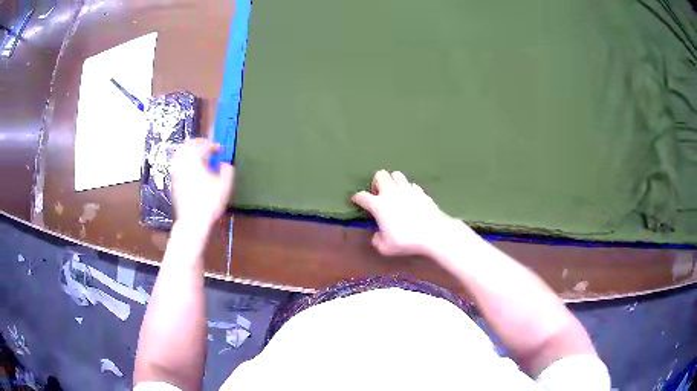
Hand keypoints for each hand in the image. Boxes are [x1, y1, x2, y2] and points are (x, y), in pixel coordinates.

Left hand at [171, 138, 233, 228]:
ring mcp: (176, 172)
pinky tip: (192, 169)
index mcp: (195, 159)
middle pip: (188, 145)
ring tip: (198, 155)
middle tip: (207, 145)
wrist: (192, 221)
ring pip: (180, 154)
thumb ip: (227, 170)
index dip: (213, 145)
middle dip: (198, 143)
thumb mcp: (225, 185)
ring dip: (189, 151)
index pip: (204, 145)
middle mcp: (183, 162)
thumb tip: (225, 164)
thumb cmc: (209, 202)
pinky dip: (185, 162)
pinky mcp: (174, 182)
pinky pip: (177, 165)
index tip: (220, 149)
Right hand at [352, 170, 463, 256]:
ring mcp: (408, 190)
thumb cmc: (407, 240)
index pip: (362, 196)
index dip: (357, 197)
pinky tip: (410, 198)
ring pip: (396, 174)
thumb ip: (377, 240)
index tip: (356, 201)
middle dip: (376, 183)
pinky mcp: (421, 192)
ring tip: (394, 193)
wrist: (434, 233)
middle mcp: (391, 192)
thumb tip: (377, 235)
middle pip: (380, 175)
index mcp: (379, 205)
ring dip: (393, 181)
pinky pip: (411, 185)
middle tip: (379, 195)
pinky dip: (408, 189)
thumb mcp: (386, 248)